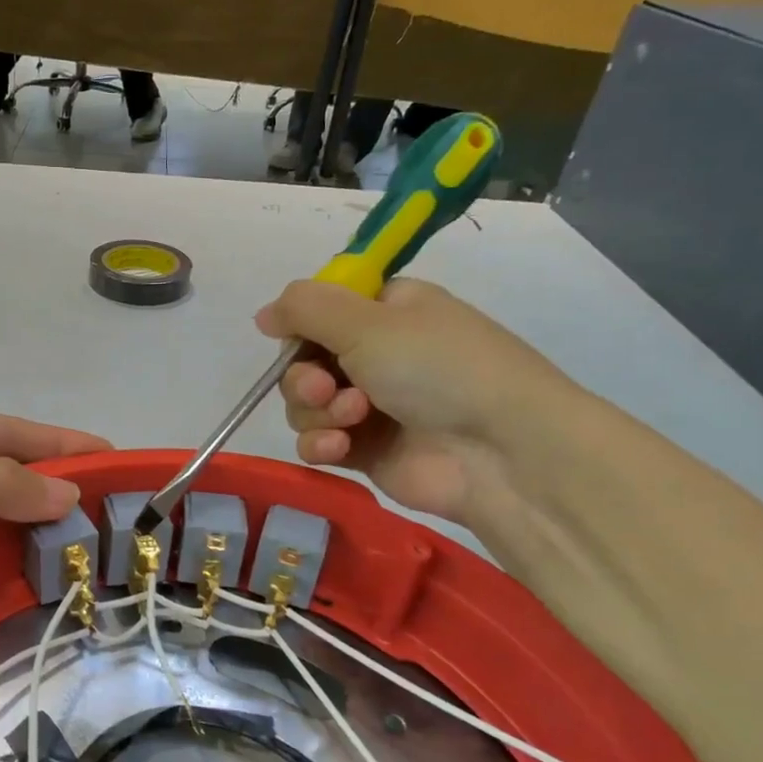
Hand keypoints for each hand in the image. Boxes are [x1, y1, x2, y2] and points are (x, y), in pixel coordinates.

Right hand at [255, 278, 572, 523]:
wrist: (500, 452)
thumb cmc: (438, 369)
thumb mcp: (367, 321)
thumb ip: (305, 309)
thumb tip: (263, 314)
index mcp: (387, 312)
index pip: (322, 311)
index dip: (301, 326)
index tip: (290, 338)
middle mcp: (378, 355)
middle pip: (305, 361)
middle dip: (304, 377)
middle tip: (323, 388)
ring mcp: (372, 406)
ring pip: (306, 405)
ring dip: (316, 412)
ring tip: (351, 420)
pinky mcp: (366, 452)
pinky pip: (319, 442)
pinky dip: (321, 444)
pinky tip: (339, 448)